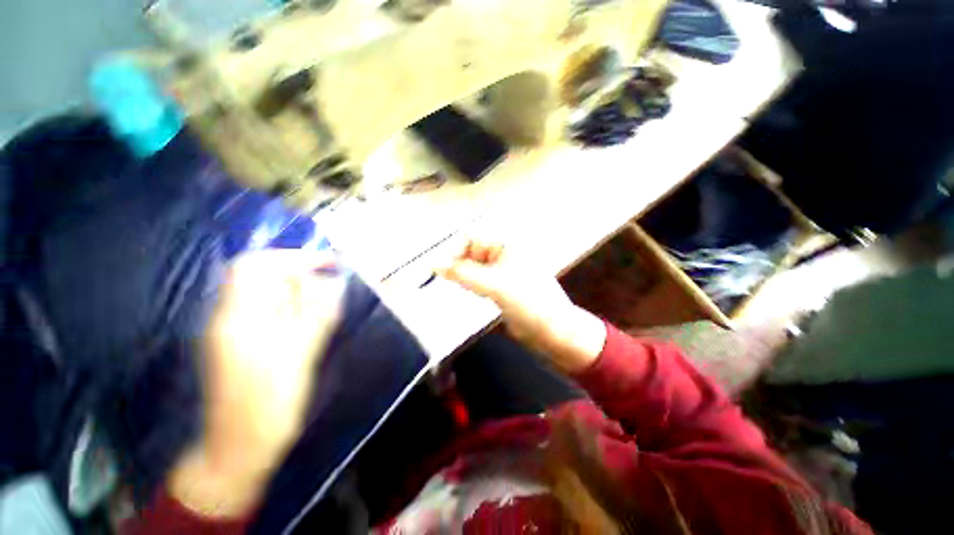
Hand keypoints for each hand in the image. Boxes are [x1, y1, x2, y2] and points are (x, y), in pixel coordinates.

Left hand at [170, 250, 345, 517]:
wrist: (238, 450)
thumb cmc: (266, 409)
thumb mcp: (297, 360)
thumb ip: (316, 317)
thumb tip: (334, 282)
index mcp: (238, 319)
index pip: (255, 266)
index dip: (294, 257)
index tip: (331, 263)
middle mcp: (232, 318)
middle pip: (264, 277)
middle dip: (302, 275)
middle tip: (334, 288)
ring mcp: (237, 331)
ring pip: (272, 295)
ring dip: (303, 293)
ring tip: (329, 309)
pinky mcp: (247, 343)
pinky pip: (275, 313)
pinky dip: (299, 309)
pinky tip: (315, 325)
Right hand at [436, 239, 605, 372]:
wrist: (552, 330)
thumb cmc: (528, 301)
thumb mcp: (494, 284)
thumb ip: (463, 273)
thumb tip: (434, 263)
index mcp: (506, 245)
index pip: (472, 238)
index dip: (455, 251)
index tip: (442, 270)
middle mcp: (504, 255)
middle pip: (472, 253)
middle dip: (458, 265)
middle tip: (446, 282)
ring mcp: (503, 272)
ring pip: (475, 269)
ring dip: (463, 277)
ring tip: (458, 289)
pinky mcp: (502, 288)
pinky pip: (481, 282)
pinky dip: (472, 286)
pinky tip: (470, 295)